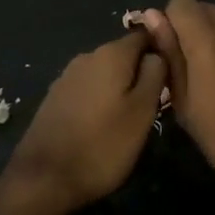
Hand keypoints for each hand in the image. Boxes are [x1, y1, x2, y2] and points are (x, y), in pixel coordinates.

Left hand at [5, 30, 166, 214]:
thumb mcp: (142, 112)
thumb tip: (158, 53)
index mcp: (111, 54)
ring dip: (119, 88)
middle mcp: (87, 56)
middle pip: (123, 54)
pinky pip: (87, 88)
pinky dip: (99, 99)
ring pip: (104, 73)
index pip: (144, 35)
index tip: (171, 75)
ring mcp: (67, 76)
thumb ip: (155, 75)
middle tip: (153, 104)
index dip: (161, 50)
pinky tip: (102, 125)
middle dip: (139, 72)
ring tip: (129, 118)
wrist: (44, 178)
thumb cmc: (102, 145)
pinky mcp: (54, 97)